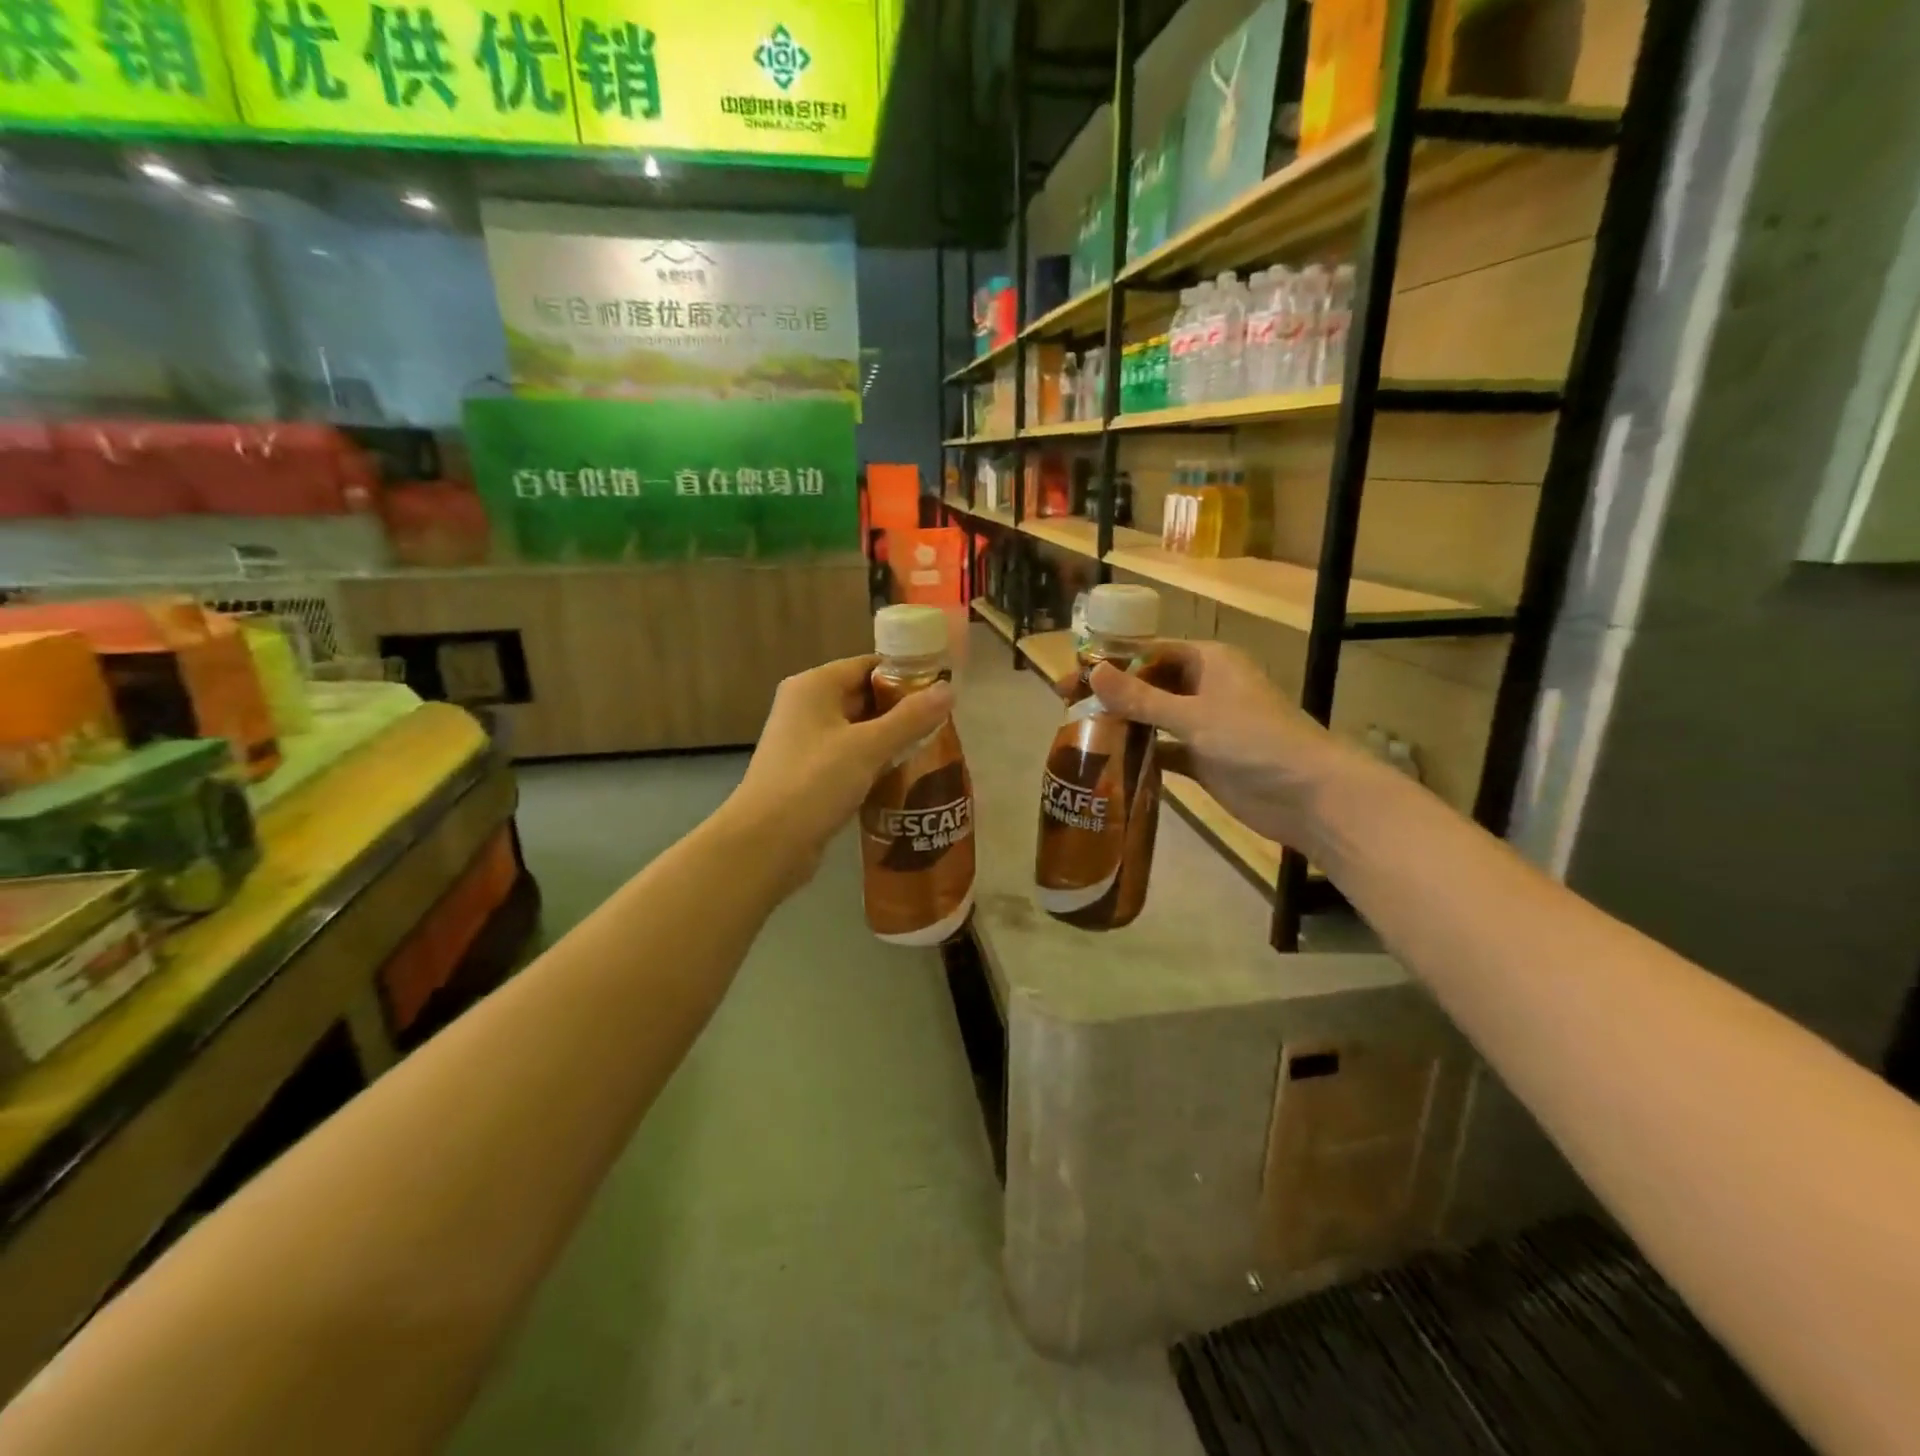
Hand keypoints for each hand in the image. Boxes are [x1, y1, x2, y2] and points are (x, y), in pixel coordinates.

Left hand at [724, 655, 954, 888]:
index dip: (905, 674)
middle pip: (863, 696)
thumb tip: (949, 690)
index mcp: (814, 686)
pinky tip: (904, 774)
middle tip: (945, 722)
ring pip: (858, 730)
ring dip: (891, 738)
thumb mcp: (868, 747)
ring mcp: (806, 742)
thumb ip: (910, 718)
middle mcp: (806, 707)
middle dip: (902, 709)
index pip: (867, 665)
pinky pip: (850, 757)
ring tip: (934, 747)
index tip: (942, 689)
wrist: (765, 843)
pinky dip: (874, 762)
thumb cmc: (814, 782)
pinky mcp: (809, 774)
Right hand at [1087, 640, 1358, 850]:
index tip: (1074, 675)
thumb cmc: (1254, 741)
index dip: (1113, 661)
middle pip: (1150, 685)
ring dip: (1125, 726)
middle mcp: (1206, 688)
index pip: (1152, 651)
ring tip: (1079, 735)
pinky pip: (1164, 751)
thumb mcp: (1193, 715)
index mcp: (1209, 662)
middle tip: (1068, 708)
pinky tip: (1108, 764)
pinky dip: (1141, 755)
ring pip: (1155, 719)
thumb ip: (1141, 697)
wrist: (1309, 796)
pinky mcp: (1204, 759)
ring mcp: (1205, 726)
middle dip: (1114, 695)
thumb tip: (1092, 672)